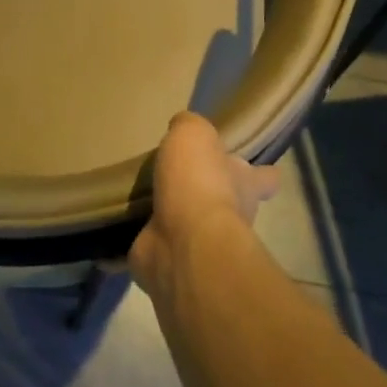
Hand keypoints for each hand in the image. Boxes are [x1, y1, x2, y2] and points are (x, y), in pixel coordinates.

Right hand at [131, 112, 278, 299]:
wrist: (182, 244)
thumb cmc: (198, 182)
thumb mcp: (194, 134)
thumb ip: (189, 126)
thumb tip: (182, 126)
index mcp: (245, 183)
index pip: (265, 177)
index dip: (260, 173)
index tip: (249, 167)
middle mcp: (231, 215)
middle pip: (228, 201)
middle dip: (205, 192)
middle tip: (174, 175)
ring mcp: (200, 243)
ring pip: (189, 223)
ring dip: (169, 214)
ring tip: (140, 193)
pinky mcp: (169, 260)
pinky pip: (154, 245)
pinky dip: (141, 237)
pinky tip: (122, 223)